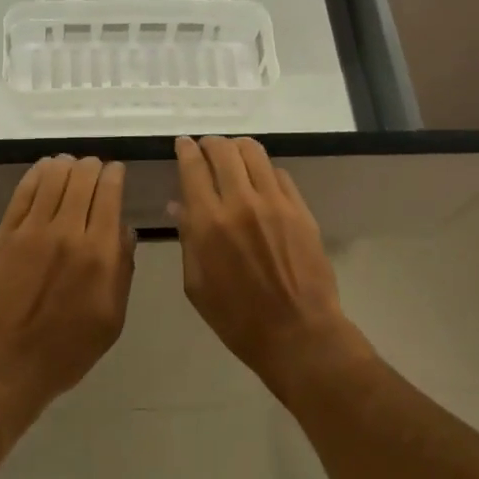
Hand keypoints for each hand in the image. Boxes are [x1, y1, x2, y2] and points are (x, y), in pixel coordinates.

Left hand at [0, 155, 135, 423]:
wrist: (5, 365)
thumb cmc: (66, 350)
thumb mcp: (112, 320)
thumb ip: (123, 271)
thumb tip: (126, 232)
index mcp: (99, 254)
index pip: (109, 194)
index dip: (114, 175)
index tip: (116, 172)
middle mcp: (68, 232)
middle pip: (82, 178)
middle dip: (92, 166)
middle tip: (94, 169)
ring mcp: (32, 230)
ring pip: (53, 177)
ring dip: (66, 165)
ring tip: (70, 167)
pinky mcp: (5, 234)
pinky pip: (23, 191)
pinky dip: (37, 173)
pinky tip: (44, 170)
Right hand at [172, 136, 363, 389]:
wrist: (297, 333)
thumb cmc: (236, 317)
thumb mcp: (196, 284)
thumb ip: (187, 238)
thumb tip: (178, 204)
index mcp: (208, 222)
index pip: (193, 166)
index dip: (186, 149)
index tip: (183, 144)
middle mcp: (240, 202)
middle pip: (223, 150)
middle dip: (210, 144)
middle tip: (206, 150)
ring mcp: (275, 202)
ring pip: (254, 152)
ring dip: (237, 149)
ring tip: (232, 157)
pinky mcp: (300, 209)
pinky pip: (279, 173)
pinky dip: (263, 170)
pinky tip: (259, 182)